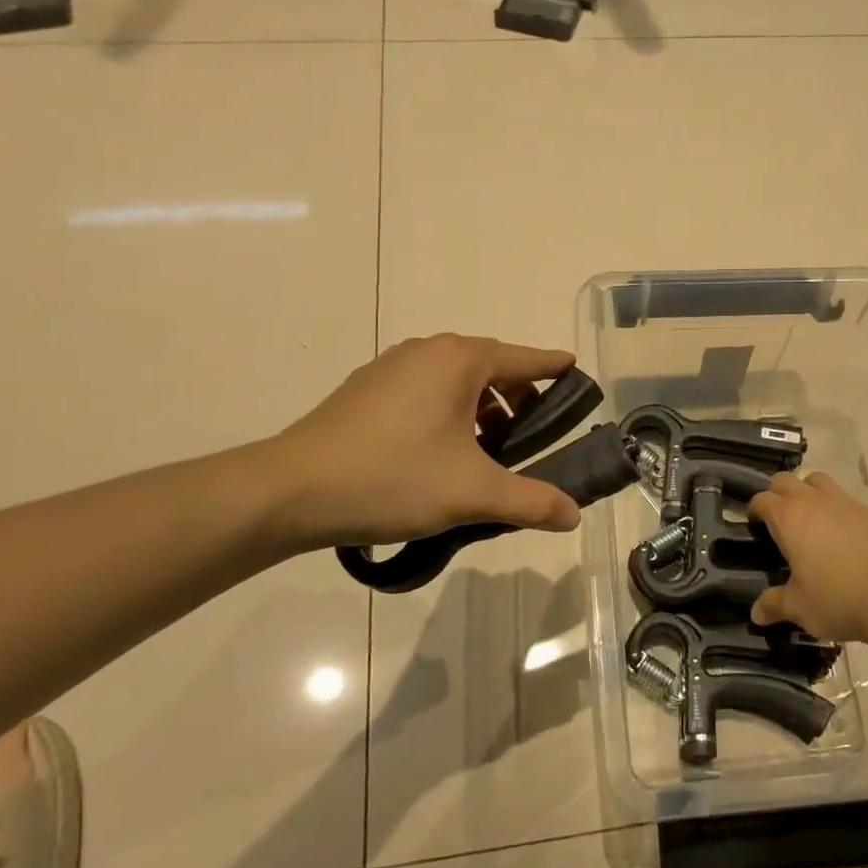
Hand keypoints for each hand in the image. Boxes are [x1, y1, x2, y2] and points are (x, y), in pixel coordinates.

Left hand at [260, 334, 583, 548]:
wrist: (291, 491)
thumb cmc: (393, 478)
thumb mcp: (472, 494)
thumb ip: (531, 501)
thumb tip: (574, 514)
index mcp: (459, 361)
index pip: (524, 358)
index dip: (554, 368)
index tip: (576, 372)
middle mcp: (427, 352)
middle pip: (490, 367)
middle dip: (518, 399)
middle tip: (533, 438)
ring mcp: (390, 367)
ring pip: (455, 381)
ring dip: (481, 409)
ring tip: (488, 453)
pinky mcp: (365, 390)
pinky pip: (425, 391)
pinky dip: (448, 412)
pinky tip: (441, 454)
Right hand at [748, 473, 867, 643]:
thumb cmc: (836, 600)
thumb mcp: (799, 607)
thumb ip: (774, 604)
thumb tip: (756, 613)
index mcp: (789, 518)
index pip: (762, 499)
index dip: (754, 510)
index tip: (754, 527)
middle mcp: (813, 501)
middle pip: (785, 480)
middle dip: (777, 495)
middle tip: (778, 522)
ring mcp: (844, 503)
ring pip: (817, 480)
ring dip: (806, 492)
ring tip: (809, 520)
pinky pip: (844, 498)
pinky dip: (835, 508)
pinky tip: (840, 535)